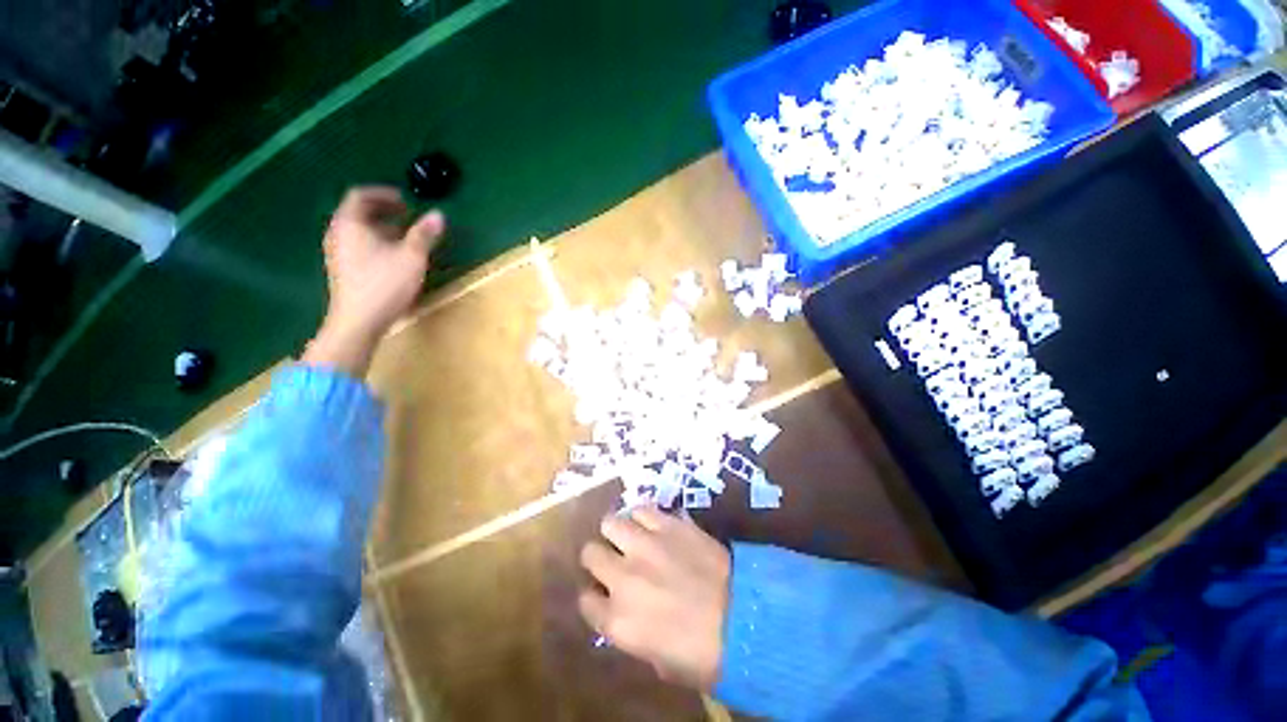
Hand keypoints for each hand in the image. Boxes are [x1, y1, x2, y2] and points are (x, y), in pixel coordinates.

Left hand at [303, 187, 443, 375]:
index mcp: (350, 224)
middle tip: (408, 217)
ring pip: (358, 231)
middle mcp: (338, 234)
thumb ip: (424, 234)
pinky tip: (394, 257)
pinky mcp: (342, 270)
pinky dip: (376, 242)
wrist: (358, 321)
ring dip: (382, 228)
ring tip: (405, 237)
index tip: (405, 201)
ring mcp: (338, 253)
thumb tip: (438, 215)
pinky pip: (358, 245)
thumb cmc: (385, 284)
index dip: (383, 194)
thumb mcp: (412, 257)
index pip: (360, 196)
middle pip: (358, 213)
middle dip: (384, 212)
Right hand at [578, 506, 730, 690]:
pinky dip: (643, 517)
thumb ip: (634, 632)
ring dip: (618, 532)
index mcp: (617, 621)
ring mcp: (645, 546)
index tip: (605, 594)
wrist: (745, 619)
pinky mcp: (668, 525)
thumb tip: (628, 612)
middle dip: (599, 558)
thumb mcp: (658, 659)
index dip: (595, 596)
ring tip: (631, 538)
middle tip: (616, 560)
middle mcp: (623, 577)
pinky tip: (653, 525)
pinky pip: (642, 510)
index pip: (586, 600)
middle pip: (590, 553)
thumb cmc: (703, 654)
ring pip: (610, 523)